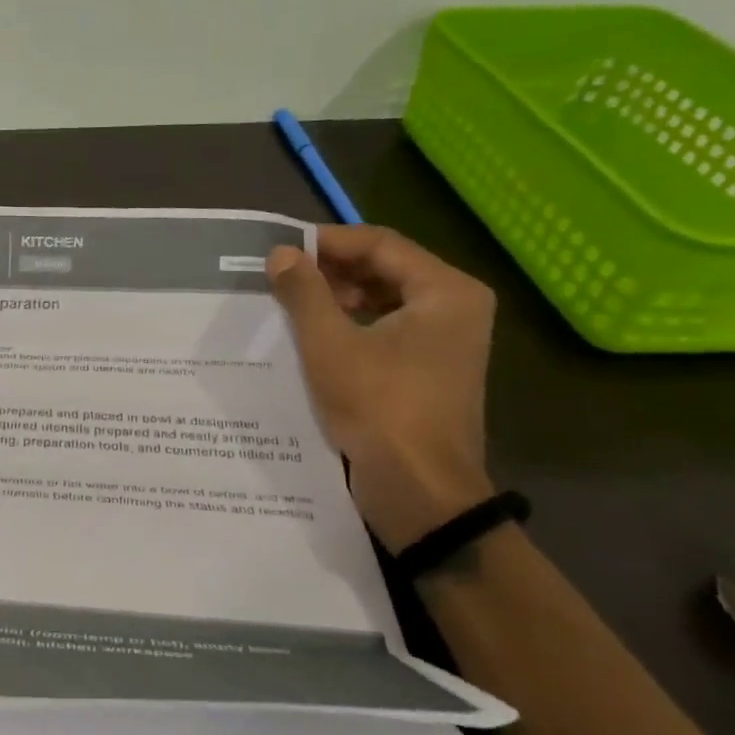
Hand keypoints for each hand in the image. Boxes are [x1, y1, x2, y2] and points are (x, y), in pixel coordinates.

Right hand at [267, 226, 497, 552]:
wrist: (420, 492)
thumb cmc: (380, 408)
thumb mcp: (330, 345)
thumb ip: (304, 292)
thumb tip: (280, 254)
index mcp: (445, 292)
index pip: (380, 244)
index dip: (327, 242)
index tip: (280, 249)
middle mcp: (454, 308)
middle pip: (384, 269)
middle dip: (330, 270)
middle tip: (280, 276)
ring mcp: (445, 342)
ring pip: (382, 300)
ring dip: (336, 298)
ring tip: (289, 304)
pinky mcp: (429, 370)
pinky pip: (385, 329)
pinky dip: (349, 326)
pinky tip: (310, 336)